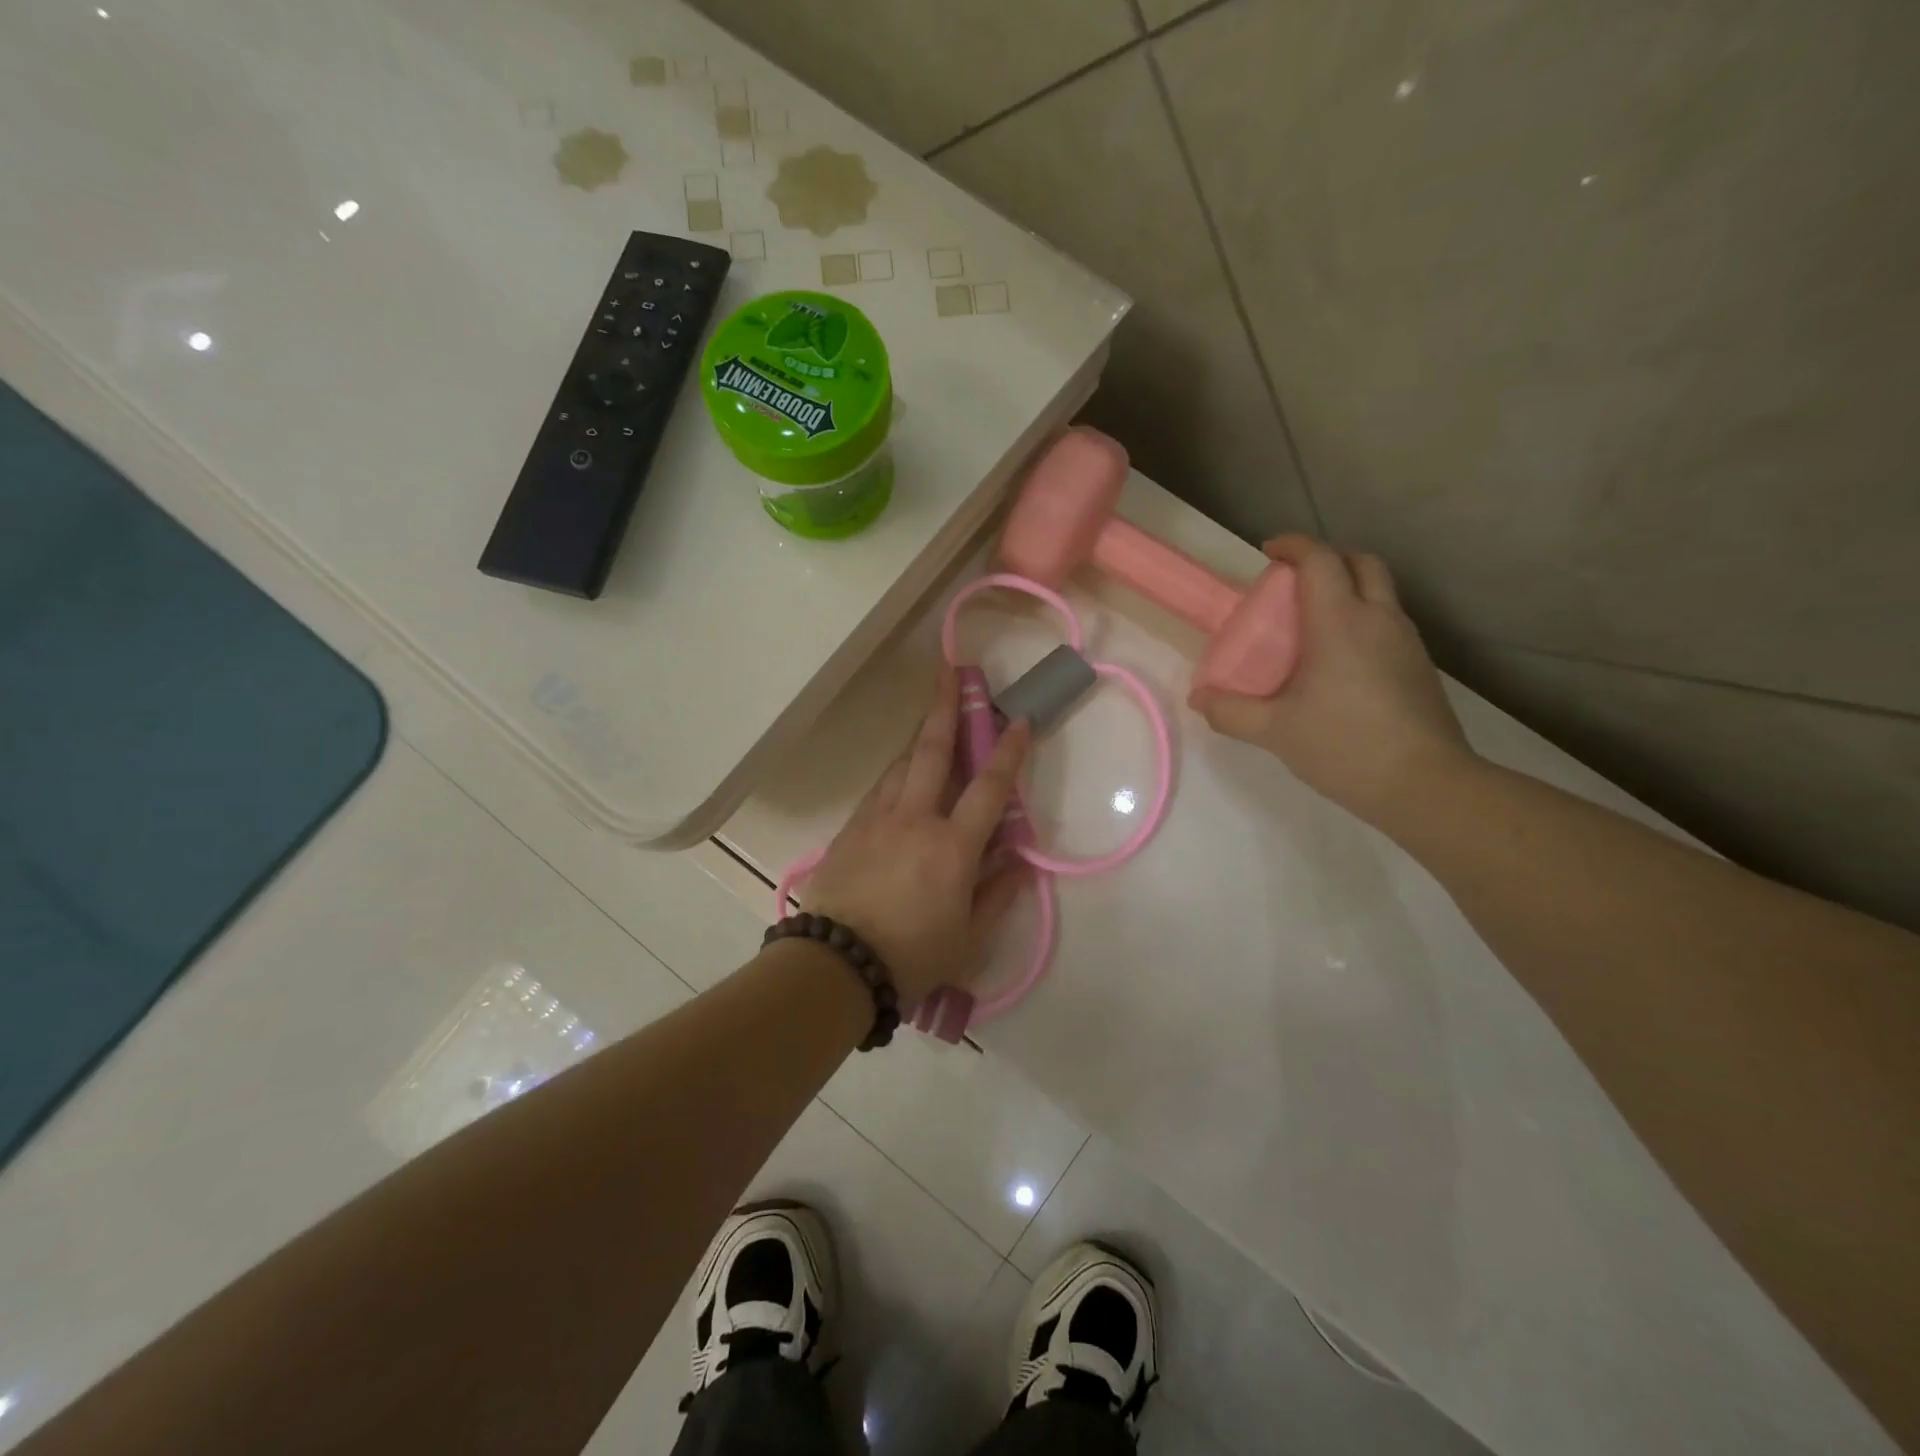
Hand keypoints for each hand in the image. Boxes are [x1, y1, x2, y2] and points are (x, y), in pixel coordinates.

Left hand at [804, 668, 1032, 1007]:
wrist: (835, 967)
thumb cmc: (911, 958)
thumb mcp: (968, 938)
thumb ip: (997, 894)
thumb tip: (1020, 861)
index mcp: (952, 846)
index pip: (989, 788)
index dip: (1008, 751)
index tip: (1020, 720)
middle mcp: (915, 819)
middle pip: (933, 751)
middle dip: (946, 707)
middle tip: (950, 670)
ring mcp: (877, 820)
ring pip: (901, 765)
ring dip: (919, 738)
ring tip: (931, 719)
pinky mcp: (849, 831)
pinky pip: (879, 790)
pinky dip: (896, 774)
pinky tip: (900, 775)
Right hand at [1189, 535, 1473, 826]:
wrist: (1425, 784)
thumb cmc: (1343, 746)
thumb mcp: (1274, 731)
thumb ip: (1230, 712)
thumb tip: (1199, 698)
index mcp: (1340, 622)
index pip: (1320, 560)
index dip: (1293, 546)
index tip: (1268, 553)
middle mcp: (1379, 619)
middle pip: (1361, 562)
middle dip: (1327, 558)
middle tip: (1295, 581)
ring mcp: (1407, 642)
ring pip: (1380, 592)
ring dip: (1348, 589)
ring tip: (1313, 623)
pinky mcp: (1419, 667)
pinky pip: (1389, 623)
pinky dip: (1363, 620)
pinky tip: (1340, 661)